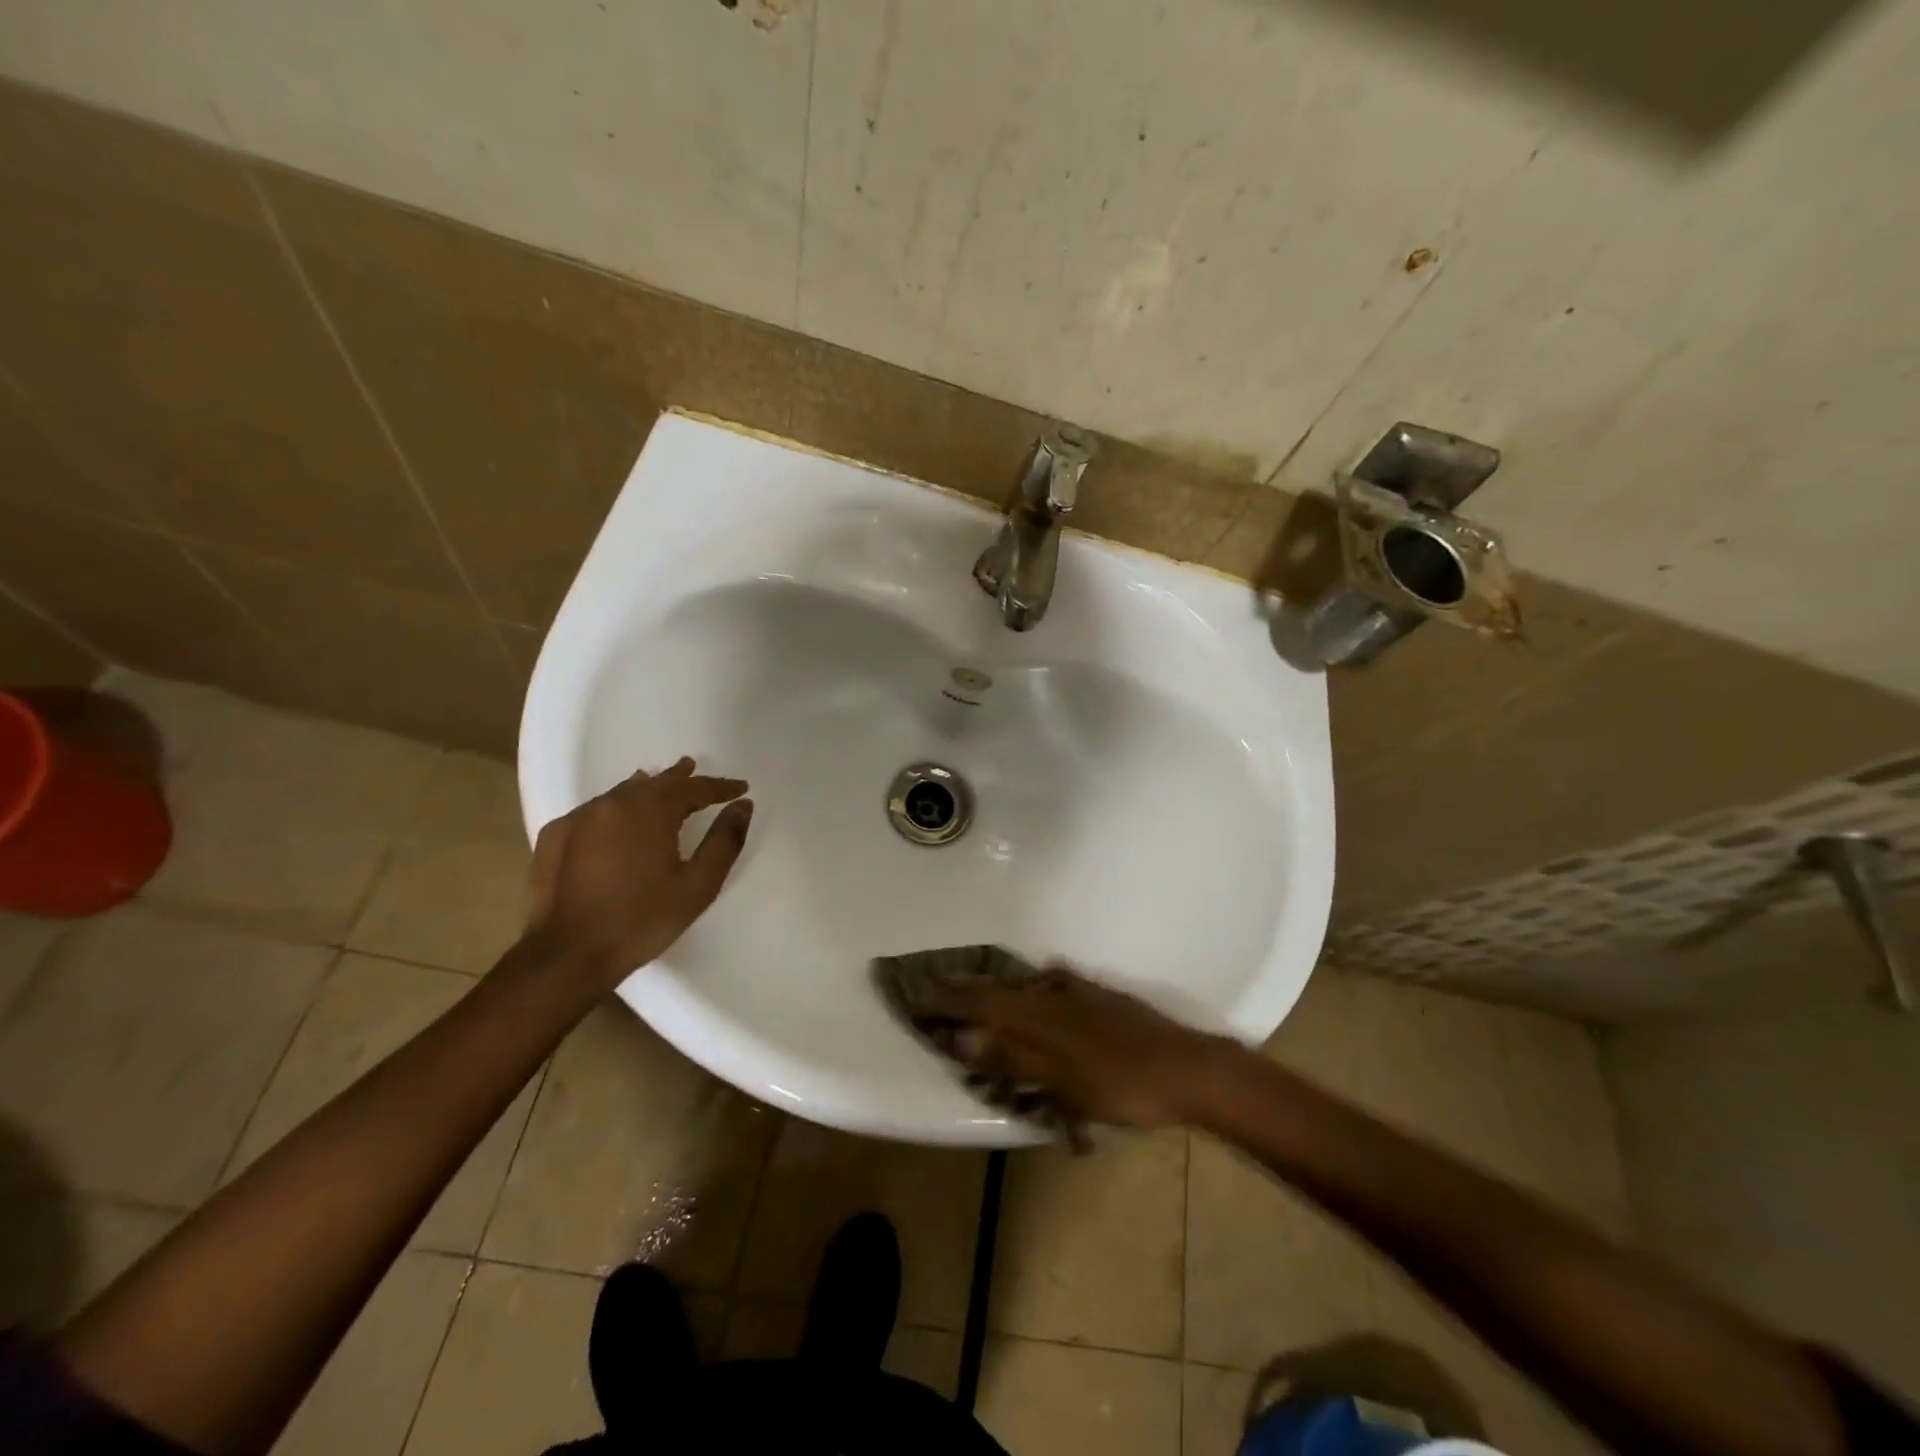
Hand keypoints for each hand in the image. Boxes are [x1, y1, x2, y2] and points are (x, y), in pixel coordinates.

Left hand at [525, 757, 752, 982]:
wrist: (568, 955)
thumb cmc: (642, 920)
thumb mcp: (698, 885)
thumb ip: (724, 841)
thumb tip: (742, 805)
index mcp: (651, 811)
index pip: (693, 788)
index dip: (719, 787)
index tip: (740, 788)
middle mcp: (614, 804)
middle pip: (655, 782)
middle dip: (680, 778)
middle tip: (694, 769)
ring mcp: (579, 818)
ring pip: (622, 792)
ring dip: (646, 788)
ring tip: (659, 784)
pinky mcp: (556, 836)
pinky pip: (594, 810)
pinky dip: (614, 807)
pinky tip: (616, 818)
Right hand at [921, 964, 1231, 1128]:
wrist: (1186, 1068)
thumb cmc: (1120, 1085)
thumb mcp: (1062, 1083)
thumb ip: (1012, 1059)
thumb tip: (962, 1038)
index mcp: (1039, 1016)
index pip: (980, 1005)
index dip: (947, 1001)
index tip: (916, 994)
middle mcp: (1053, 995)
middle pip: (999, 989)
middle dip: (964, 988)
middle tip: (935, 985)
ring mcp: (1079, 992)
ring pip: (1024, 986)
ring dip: (996, 987)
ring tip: (976, 989)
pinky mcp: (1100, 996)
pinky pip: (1053, 985)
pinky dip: (1034, 988)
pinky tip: (1040, 986)